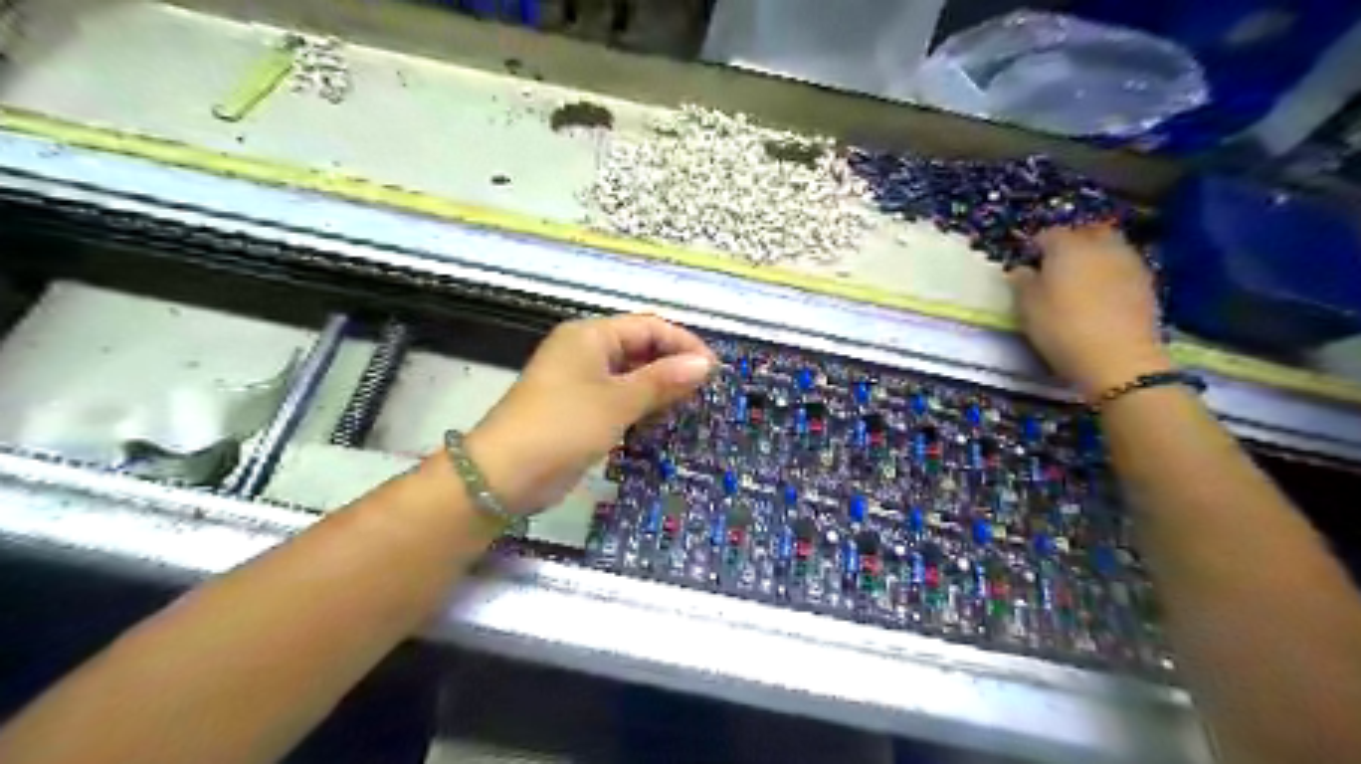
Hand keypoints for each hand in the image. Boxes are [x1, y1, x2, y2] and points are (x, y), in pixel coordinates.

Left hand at [464, 315, 715, 517]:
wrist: (504, 475)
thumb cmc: (563, 426)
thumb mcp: (617, 402)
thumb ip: (662, 380)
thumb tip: (705, 364)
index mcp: (590, 336)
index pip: (648, 326)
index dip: (683, 343)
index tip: (713, 369)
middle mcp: (585, 351)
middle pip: (640, 347)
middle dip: (673, 364)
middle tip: (705, 389)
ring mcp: (580, 380)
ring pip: (630, 373)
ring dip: (659, 385)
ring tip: (689, 403)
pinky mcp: (578, 408)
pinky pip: (618, 396)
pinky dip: (641, 403)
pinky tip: (660, 418)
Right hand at [1015, 224, 1175, 399]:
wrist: (1118, 358)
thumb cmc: (1061, 328)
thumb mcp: (1027, 307)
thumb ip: (1022, 282)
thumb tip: (1022, 270)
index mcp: (1068, 247)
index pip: (1048, 234)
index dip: (1036, 248)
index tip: (1028, 265)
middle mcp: (1101, 246)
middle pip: (1087, 233)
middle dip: (1072, 244)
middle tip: (1057, 267)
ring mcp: (1129, 262)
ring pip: (1109, 248)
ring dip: (1095, 257)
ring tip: (1081, 281)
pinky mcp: (1147, 283)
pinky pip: (1123, 267)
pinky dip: (1111, 274)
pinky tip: (1101, 296)